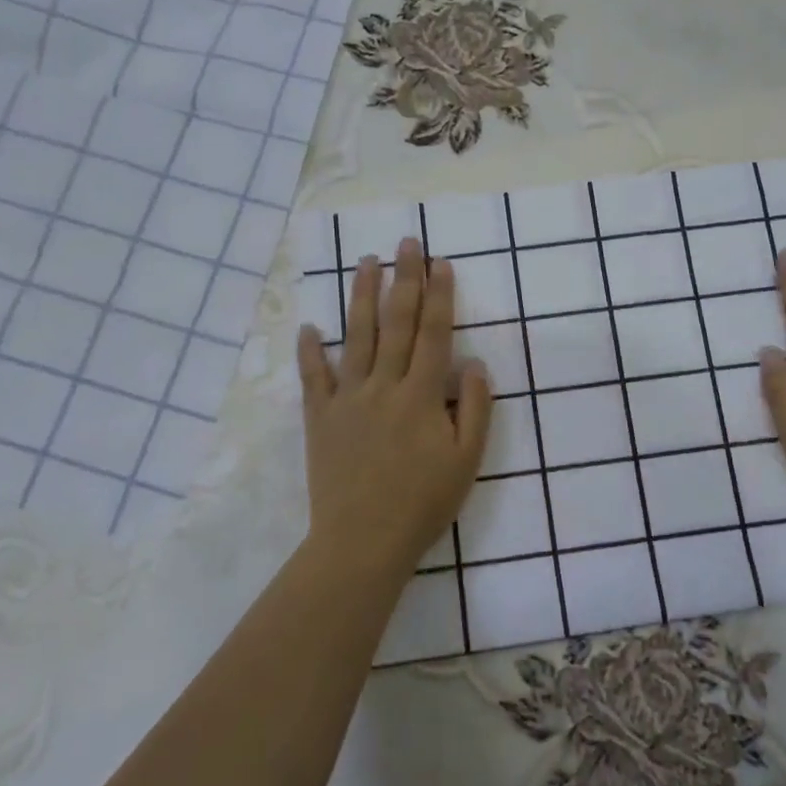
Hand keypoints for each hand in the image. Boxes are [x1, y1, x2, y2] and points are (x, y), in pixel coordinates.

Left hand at [297, 237, 492, 577]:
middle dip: (404, 278)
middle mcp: (384, 385)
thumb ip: (476, 410)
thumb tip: (475, 364)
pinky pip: (313, 377)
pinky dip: (310, 351)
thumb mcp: (466, 462)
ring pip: (356, 336)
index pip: (433, 333)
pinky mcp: (320, 417)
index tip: (441, 262)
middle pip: (396, 322)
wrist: (362, 542)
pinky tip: (309, 326)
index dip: (439, 295)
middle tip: (407, 242)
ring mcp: (348, 398)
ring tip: (366, 261)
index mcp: (422, 395)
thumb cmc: (423, 504)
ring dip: (362, 295)